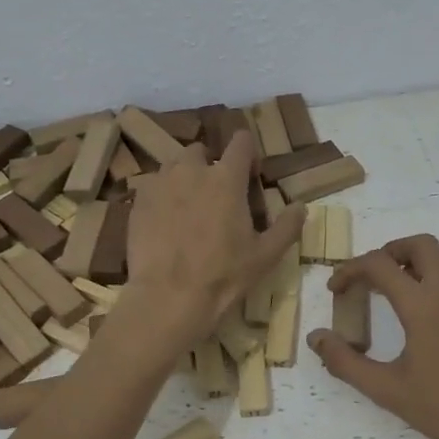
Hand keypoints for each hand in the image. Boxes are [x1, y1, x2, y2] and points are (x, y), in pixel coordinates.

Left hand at [120, 130, 304, 351]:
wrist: (168, 297)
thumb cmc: (224, 275)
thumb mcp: (266, 255)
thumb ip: (287, 226)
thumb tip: (301, 206)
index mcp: (226, 178)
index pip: (241, 142)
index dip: (248, 153)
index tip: (250, 175)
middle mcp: (191, 170)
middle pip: (201, 151)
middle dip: (211, 166)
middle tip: (217, 197)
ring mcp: (160, 183)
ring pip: (174, 166)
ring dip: (184, 178)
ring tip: (188, 207)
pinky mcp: (138, 202)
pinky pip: (152, 187)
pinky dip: (162, 196)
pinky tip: (165, 222)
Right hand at [308, 236, 438, 438]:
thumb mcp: (387, 390)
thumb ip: (345, 362)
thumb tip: (316, 338)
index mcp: (423, 305)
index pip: (379, 265)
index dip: (350, 270)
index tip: (335, 289)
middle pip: (418, 244)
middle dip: (388, 252)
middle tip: (369, 277)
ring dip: (418, 256)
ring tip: (398, 283)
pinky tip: (426, 303)